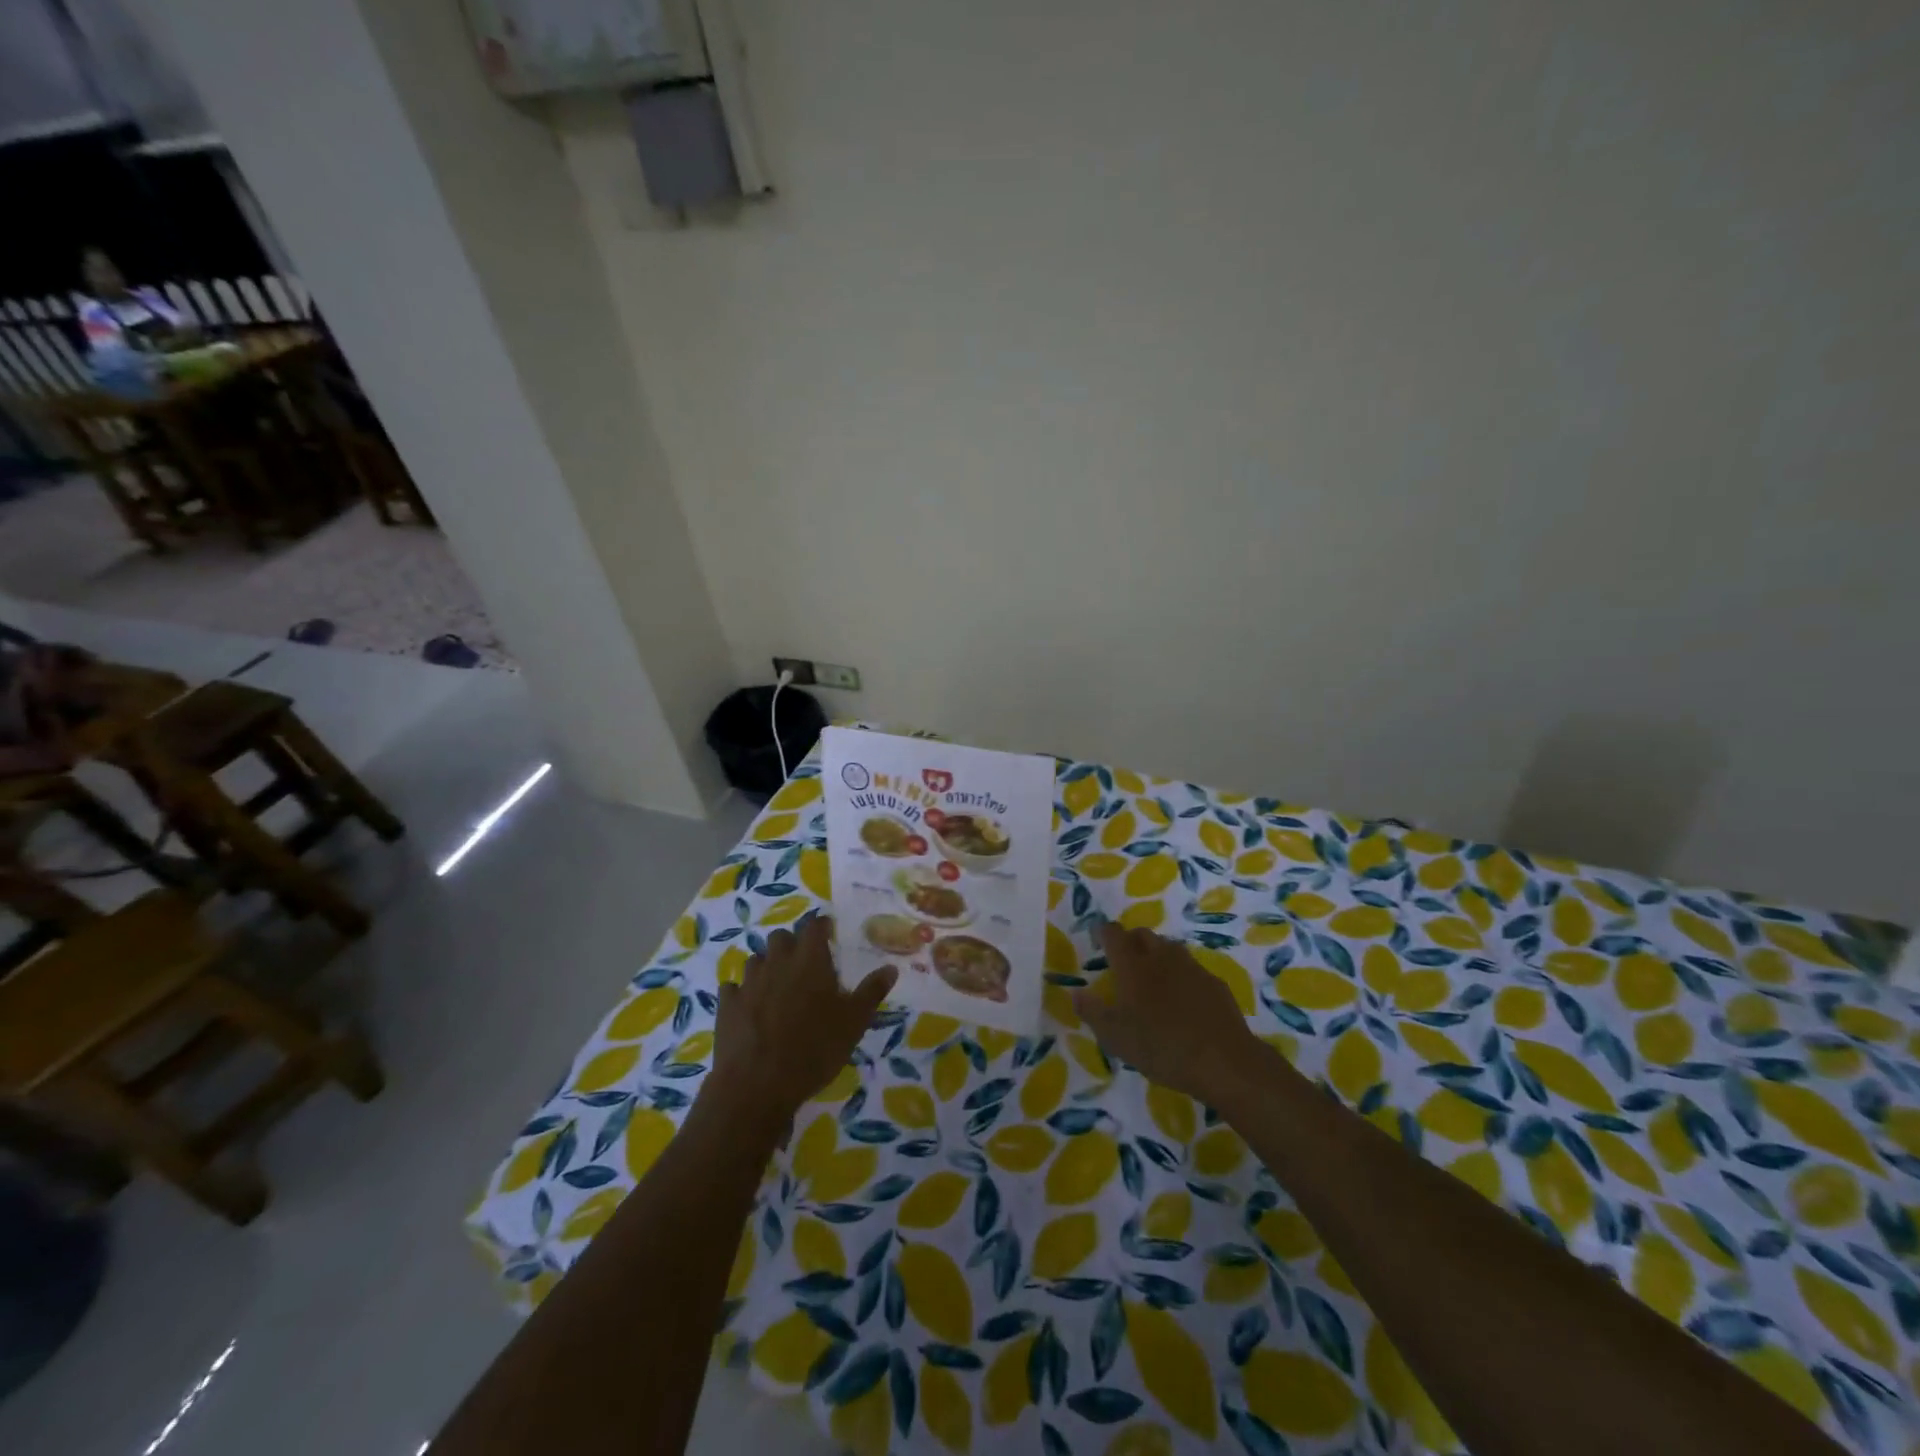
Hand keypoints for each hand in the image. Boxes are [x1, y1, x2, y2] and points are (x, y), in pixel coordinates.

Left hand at [708, 916, 895, 1137]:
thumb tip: (891, 968)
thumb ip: (871, 992)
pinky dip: (741, 993)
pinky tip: (748, 1007)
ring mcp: (748, 982)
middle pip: (780, 937)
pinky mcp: (726, 1005)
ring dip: (766, 967)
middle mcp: (777, 962)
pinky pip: (732, 988)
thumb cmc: (814, 1049)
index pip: (815, 926)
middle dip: (791, 944)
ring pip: (755, 960)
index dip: (822, 926)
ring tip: (777, 987)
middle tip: (804, 964)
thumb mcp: (854, 1023)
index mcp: (810, 960)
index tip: (828, 933)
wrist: (757, 1084)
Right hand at [1075, 924, 1260, 1103]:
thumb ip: (1092, 1012)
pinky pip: (1191, 968)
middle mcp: (1160, 956)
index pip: (1113, 933)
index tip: (1098, 941)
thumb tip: (1076, 993)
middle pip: (1142, 934)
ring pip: (1169, 948)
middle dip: (1130, 941)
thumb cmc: (1161, 1047)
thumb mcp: (1115, 1038)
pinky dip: (1181, 975)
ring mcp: (1191, 967)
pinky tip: (1182, 1000)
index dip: (1103, 932)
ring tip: (1152, 980)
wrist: (1223, 1061)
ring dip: (1156, 955)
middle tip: (1124, 963)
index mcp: (1132, 965)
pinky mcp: (1214, 982)